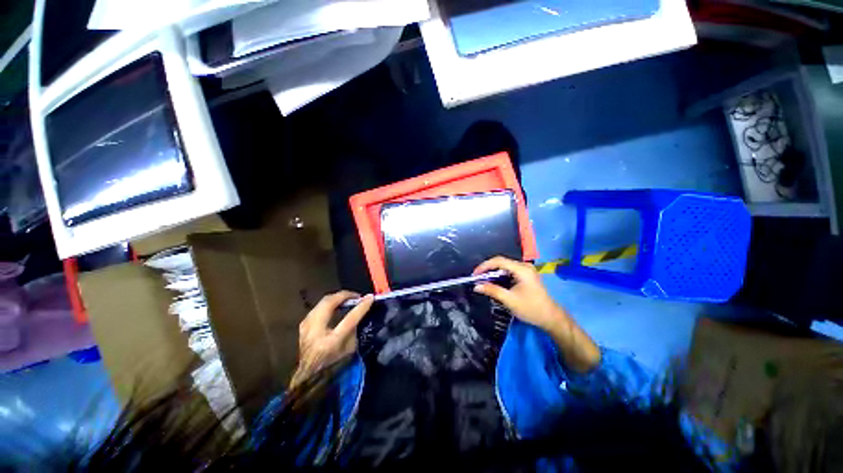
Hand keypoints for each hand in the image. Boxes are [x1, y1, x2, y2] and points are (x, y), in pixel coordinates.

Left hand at [291, 291, 373, 387]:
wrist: (308, 377)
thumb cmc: (333, 366)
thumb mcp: (349, 350)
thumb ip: (353, 329)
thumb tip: (358, 310)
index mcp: (330, 342)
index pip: (349, 319)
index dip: (361, 306)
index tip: (370, 297)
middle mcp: (315, 332)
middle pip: (329, 303)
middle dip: (344, 295)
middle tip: (356, 296)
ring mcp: (306, 328)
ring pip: (321, 302)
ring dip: (335, 298)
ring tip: (346, 299)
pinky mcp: (303, 325)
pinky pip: (317, 308)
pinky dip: (328, 304)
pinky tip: (335, 306)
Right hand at [472, 256, 563, 330]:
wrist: (551, 318)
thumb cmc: (531, 308)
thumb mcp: (509, 300)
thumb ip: (492, 290)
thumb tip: (476, 286)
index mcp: (522, 269)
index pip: (499, 261)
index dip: (485, 266)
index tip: (475, 274)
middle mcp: (524, 266)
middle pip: (501, 262)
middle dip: (488, 269)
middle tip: (477, 278)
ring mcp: (526, 270)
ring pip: (504, 267)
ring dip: (493, 273)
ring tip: (483, 280)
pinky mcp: (526, 276)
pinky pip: (509, 271)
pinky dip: (500, 276)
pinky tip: (494, 282)